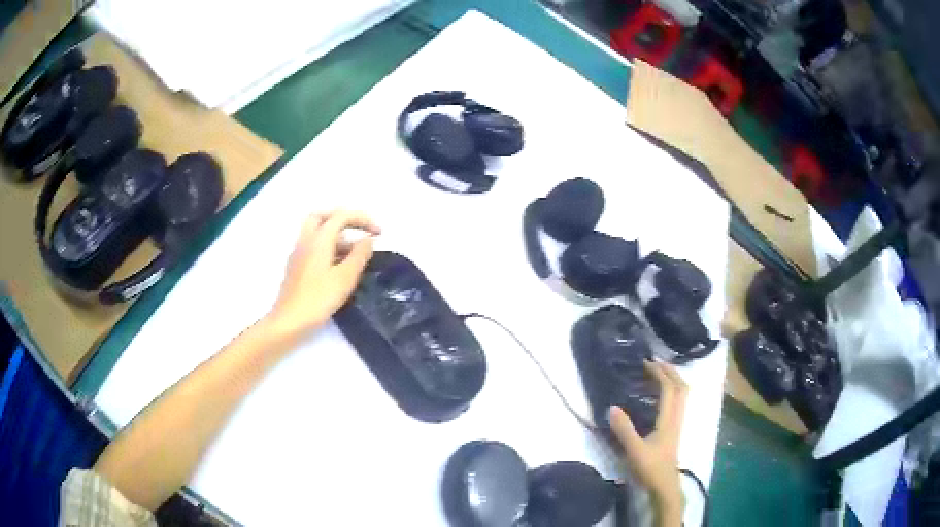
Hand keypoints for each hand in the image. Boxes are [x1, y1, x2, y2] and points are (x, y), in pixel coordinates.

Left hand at [268, 210, 380, 339]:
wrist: (289, 321)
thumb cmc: (319, 299)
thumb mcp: (346, 277)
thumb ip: (359, 255)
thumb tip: (367, 239)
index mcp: (319, 239)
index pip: (342, 216)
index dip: (363, 220)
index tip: (379, 233)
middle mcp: (306, 240)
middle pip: (322, 216)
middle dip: (343, 219)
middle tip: (359, 230)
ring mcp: (298, 253)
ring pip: (317, 232)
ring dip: (336, 235)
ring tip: (355, 254)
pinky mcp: (296, 267)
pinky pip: (313, 246)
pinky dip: (328, 247)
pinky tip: (338, 266)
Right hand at [609, 361, 687, 514]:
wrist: (664, 486)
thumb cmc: (650, 468)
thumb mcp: (634, 450)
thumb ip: (624, 429)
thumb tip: (612, 407)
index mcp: (668, 419)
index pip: (669, 389)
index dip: (660, 373)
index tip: (646, 363)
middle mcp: (677, 417)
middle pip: (681, 387)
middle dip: (671, 371)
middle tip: (655, 363)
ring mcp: (677, 424)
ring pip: (682, 395)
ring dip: (673, 380)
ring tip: (658, 375)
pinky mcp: (673, 431)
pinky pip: (677, 403)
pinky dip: (671, 392)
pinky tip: (659, 398)